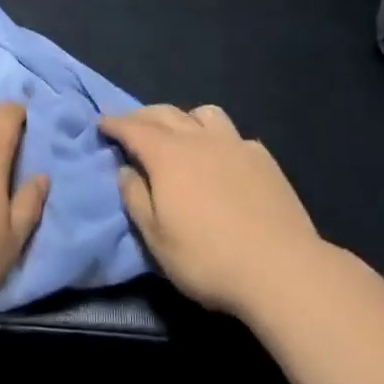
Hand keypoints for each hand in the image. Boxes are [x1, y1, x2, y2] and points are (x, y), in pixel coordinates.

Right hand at [101, 104, 321, 318]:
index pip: (133, 128)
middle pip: (164, 113)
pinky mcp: (264, 159)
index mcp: (167, 155)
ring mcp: (235, 145)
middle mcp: (198, 139)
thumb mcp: (156, 238)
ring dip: (183, 118)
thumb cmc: (208, 259)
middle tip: (130, 125)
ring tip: (179, 134)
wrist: (282, 270)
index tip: (101, 123)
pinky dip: (218, 138)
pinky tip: (222, 158)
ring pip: (204, 113)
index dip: (114, 123)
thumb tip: (126, 170)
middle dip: (142, 116)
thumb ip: (135, 198)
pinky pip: (234, 135)